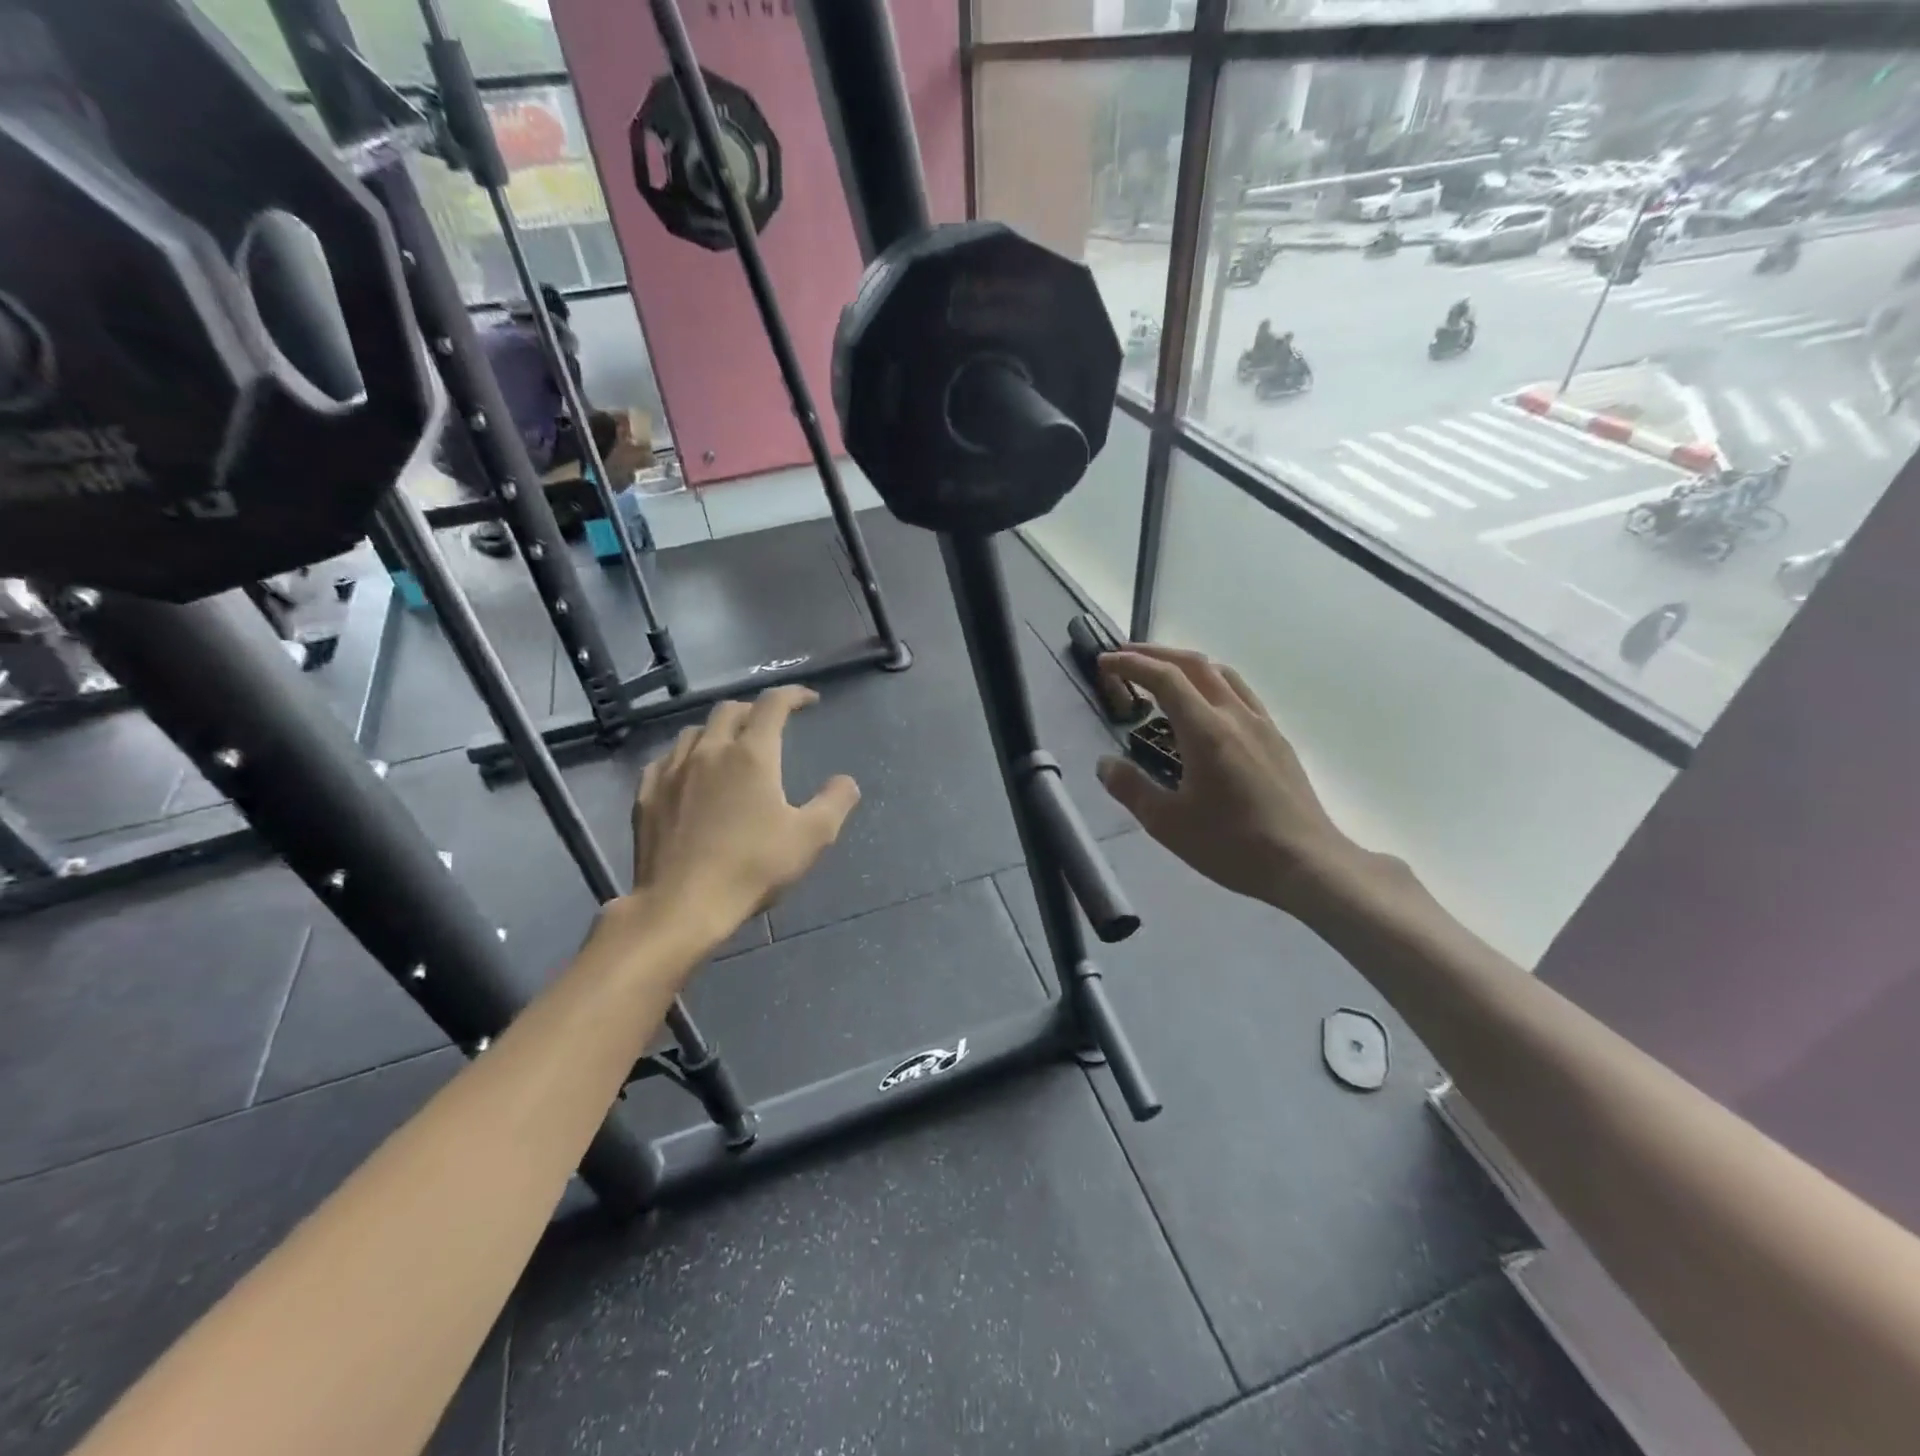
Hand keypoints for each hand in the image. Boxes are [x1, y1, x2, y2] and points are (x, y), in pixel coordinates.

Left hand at [629, 687, 859, 941]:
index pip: (773, 705)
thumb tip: (846, 781)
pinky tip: (689, 772)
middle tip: (770, 726)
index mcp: (751, 755)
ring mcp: (672, 771)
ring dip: (718, 730)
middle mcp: (710, 751)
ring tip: (730, 747)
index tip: (809, 701)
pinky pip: (666, 758)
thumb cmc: (752, 868)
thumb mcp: (811, 838)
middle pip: (730, 710)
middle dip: (755, 710)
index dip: (793, 695)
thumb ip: (835, 802)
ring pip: (695, 731)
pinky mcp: (647, 794)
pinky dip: (685, 755)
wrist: (681, 905)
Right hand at [1096, 646, 1379, 921]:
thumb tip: (1105, 764)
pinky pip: (1240, 694)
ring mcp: (1261, 725)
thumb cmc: (1232, 845)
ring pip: (1222, 674)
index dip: (1131, 664)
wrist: (1307, 863)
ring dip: (1186, 663)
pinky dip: (1211, 683)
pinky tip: (1205, 706)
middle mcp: (1235, 716)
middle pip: (1195, 664)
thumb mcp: (1168, 824)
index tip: (1105, 662)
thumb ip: (1131, 788)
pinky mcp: (1277, 740)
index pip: (1165, 679)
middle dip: (1156, 653)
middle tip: (1124, 656)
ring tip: (1162, 672)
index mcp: (1206, 731)